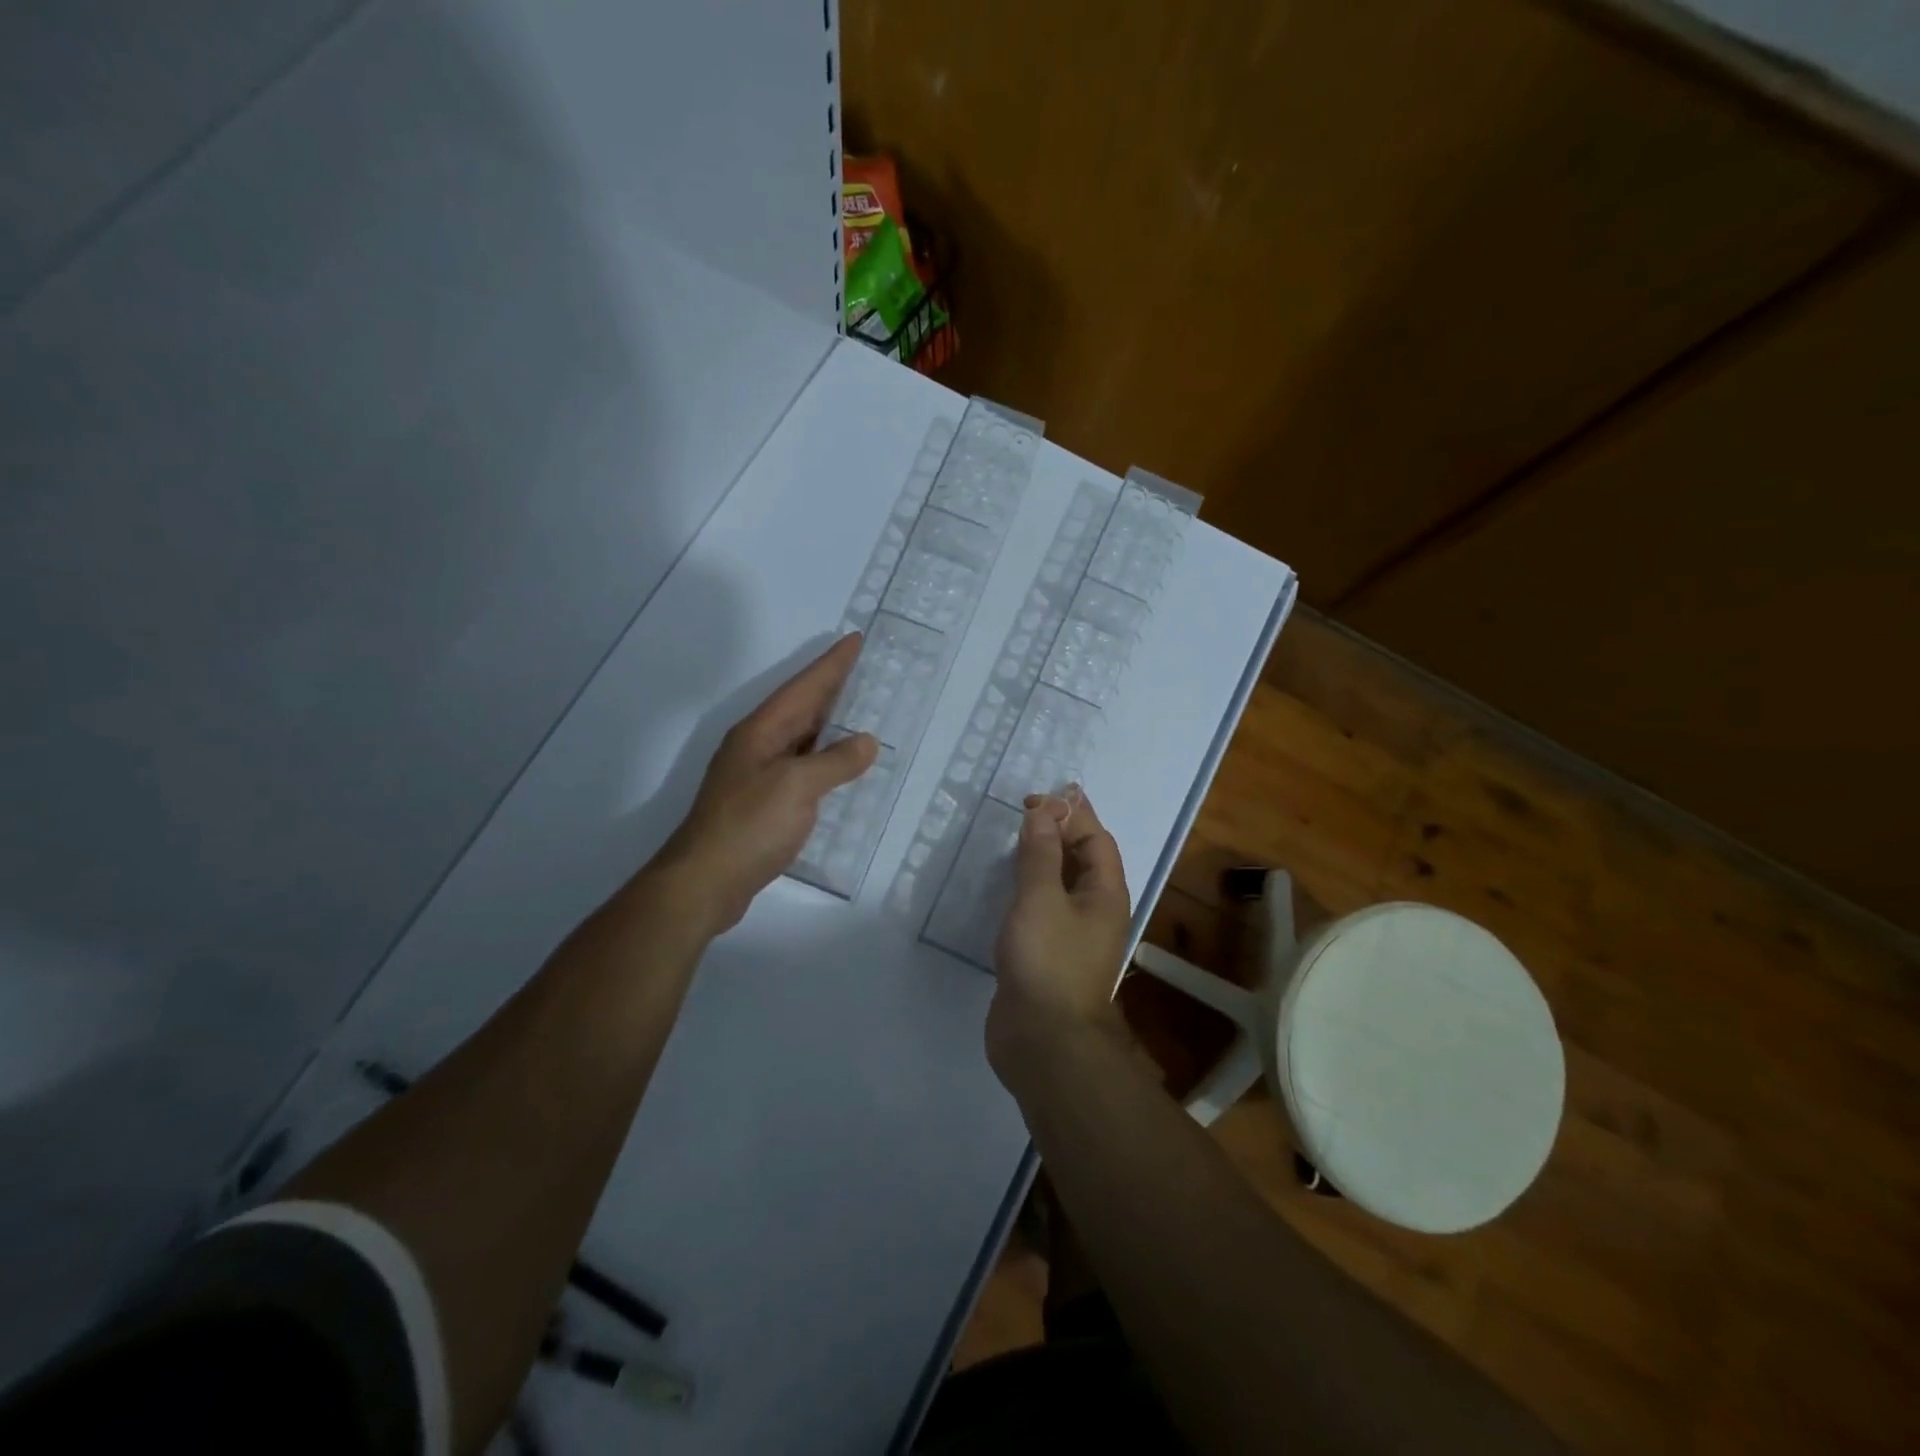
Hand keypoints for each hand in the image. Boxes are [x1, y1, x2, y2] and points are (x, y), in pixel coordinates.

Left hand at [652, 634, 876, 938]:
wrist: (704, 882)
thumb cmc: (749, 825)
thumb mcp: (797, 787)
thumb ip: (835, 762)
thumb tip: (866, 742)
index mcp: (761, 731)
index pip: (804, 687)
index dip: (832, 664)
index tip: (856, 639)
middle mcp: (757, 745)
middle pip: (800, 707)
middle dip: (832, 687)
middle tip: (867, 670)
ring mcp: (757, 774)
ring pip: (801, 737)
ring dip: (829, 723)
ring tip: (862, 712)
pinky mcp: (762, 802)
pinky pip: (801, 767)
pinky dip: (825, 760)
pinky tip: (841, 768)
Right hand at [987, 788, 1132, 1083]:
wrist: (1044, 1042)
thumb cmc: (1048, 961)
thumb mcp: (1041, 898)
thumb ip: (1041, 853)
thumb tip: (1044, 811)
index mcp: (1105, 893)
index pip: (1095, 839)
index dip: (1070, 813)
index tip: (1035, 799)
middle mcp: (1096, 912)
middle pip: (1082, 860)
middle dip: (1058, 833)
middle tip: (1022, 815)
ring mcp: (1073, 937)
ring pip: (1061, 886)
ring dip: (1041, 861)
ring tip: (1012, 844)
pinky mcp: (1048, 957)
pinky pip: (1043, 911)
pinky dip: (1027, 891)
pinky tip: (1004, 890)